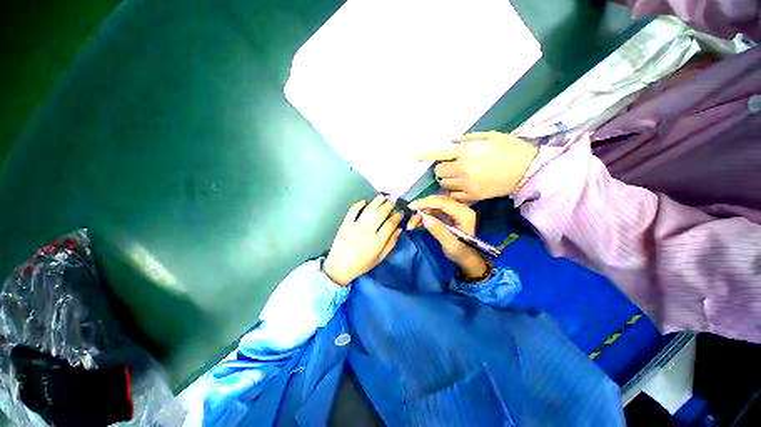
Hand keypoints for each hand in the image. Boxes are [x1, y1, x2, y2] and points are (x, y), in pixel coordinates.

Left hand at [323, 196, 403, 285]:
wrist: (339, 267)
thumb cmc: (362, 264)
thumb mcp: (380, 258)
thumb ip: (391, 243)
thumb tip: (399, 230)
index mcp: (377, 241)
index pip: (390, 224)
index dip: (398, 217)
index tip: (401, 213)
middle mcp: (367, 231)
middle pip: (381, 213)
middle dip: (389, 205)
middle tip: (394, 202)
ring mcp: (355, 226)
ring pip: (369, 209)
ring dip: (378, 201)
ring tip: (384, 198)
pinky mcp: (346, 223)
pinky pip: (353, 210)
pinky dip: (359, 204)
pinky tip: (365, 201)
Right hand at [407, 195, 487, 279]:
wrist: (466, 258)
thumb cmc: (460, 253)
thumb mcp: (450, 245)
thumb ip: (439, 231)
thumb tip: (425, 217)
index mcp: (464, 213)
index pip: (443, 202)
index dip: (426, 203)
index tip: (411, 207)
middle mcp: (460, 208)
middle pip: (437, 201)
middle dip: (422, 207)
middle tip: (410, 215)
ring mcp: (453, 211)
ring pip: (433, 205)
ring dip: (421, 212)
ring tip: (412, 224)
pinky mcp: (447, 214)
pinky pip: (433, 211)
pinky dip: (423, 216)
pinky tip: (416, 223)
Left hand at [416, 131, 537, 200]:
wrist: (528, 171)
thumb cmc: (510, 149)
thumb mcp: (491, 136)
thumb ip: (468, 139)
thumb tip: (452, 142)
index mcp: (466, 152)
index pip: (439, 153)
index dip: (425, 155)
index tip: (414, 156)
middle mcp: (463, 169)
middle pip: (439, 171)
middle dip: (441, 167)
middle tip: (451, 165)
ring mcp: (466, 184)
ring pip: (443, 183)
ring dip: (446, 178)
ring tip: (457, 175)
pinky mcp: (471, 196)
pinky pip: (453, 194)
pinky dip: (453, 189)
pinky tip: (461, 185)